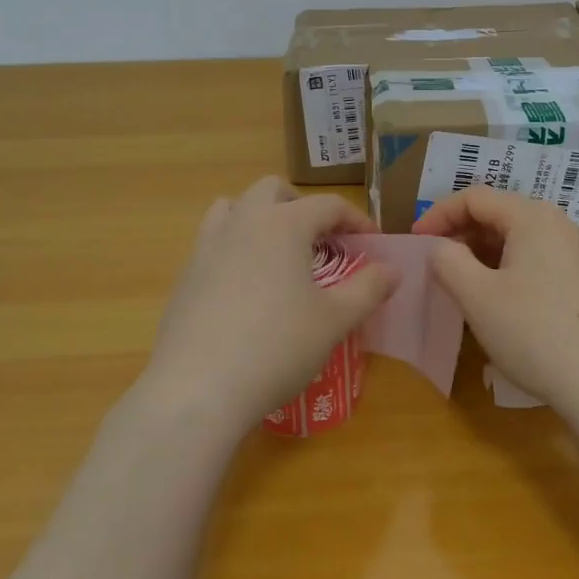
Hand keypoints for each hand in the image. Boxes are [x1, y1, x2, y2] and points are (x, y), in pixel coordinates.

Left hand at [142, 177, 397, 434]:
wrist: (197, 388)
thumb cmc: (277, 347)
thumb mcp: (334, 320)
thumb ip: (368, 289)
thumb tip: (393, 270)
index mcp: (283, 225)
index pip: (327, 204)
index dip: (355, 218)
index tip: (371, 241)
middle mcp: (243, 223)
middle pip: (272, 190)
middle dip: (300, 205)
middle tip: (320, 239)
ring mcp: (207, 247)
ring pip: (233, 208)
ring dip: (259, 217)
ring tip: (277, 252)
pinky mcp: (185, 277)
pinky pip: (212, 243)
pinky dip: (234, 248)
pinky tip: (245, 289)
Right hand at [412, 187, 578, 411]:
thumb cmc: (533, 332)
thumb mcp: (476, 295)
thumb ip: (447, 260)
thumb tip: (441, 248)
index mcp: (533, 217)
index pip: (475, 198)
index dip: (439, 214)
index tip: (415, 241)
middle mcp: (558, 224)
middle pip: (498, 214)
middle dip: (460, 233)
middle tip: (434, 263)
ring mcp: (575, 252)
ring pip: (517, 238)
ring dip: (482, 253)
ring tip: (460, 282)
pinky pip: (535, 258)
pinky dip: (506, 267)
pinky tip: (495, 298)